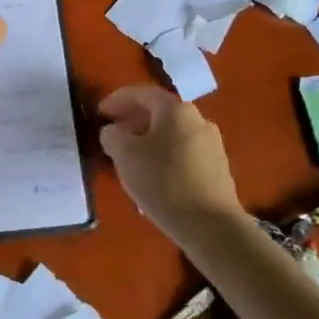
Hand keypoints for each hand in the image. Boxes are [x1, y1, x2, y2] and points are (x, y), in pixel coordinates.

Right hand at [99, 85, 245, 231]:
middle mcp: (198, 119)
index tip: (100, 113)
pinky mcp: (218, 169)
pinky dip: (164, 156)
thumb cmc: (163, 182)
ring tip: (130, 158)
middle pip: (159, 113)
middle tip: (114, 134)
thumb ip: (112, 135)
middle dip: (133, 121)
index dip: (117, 100)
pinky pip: (183, 153)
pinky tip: (153, 176)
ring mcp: (212, 144)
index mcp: (175, 110)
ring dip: (149, 140)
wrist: (210, 226)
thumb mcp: (124, 155)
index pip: (142, 93)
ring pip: (171, 134)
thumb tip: (114, 131)